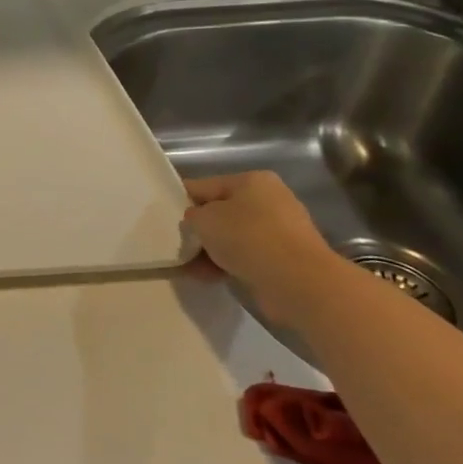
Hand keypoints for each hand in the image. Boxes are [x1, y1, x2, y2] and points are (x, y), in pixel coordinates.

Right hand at [183, 172, 345, 326]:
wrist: (298, 282)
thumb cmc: (247, 237)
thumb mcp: (204, 219)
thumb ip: (191, 216)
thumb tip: (195, 222)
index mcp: (252, 181)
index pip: (205, 186)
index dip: (183, 200)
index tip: (164, 218)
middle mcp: (270, 201)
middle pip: (221, 213)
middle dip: (200, 231)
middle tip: (178, 245)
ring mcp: (280, 232)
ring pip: (233, 238)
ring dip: (211, 251)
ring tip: (189, 267)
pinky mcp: (285, 260)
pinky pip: (246, 258)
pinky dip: (227, 265)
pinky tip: (207, 277)